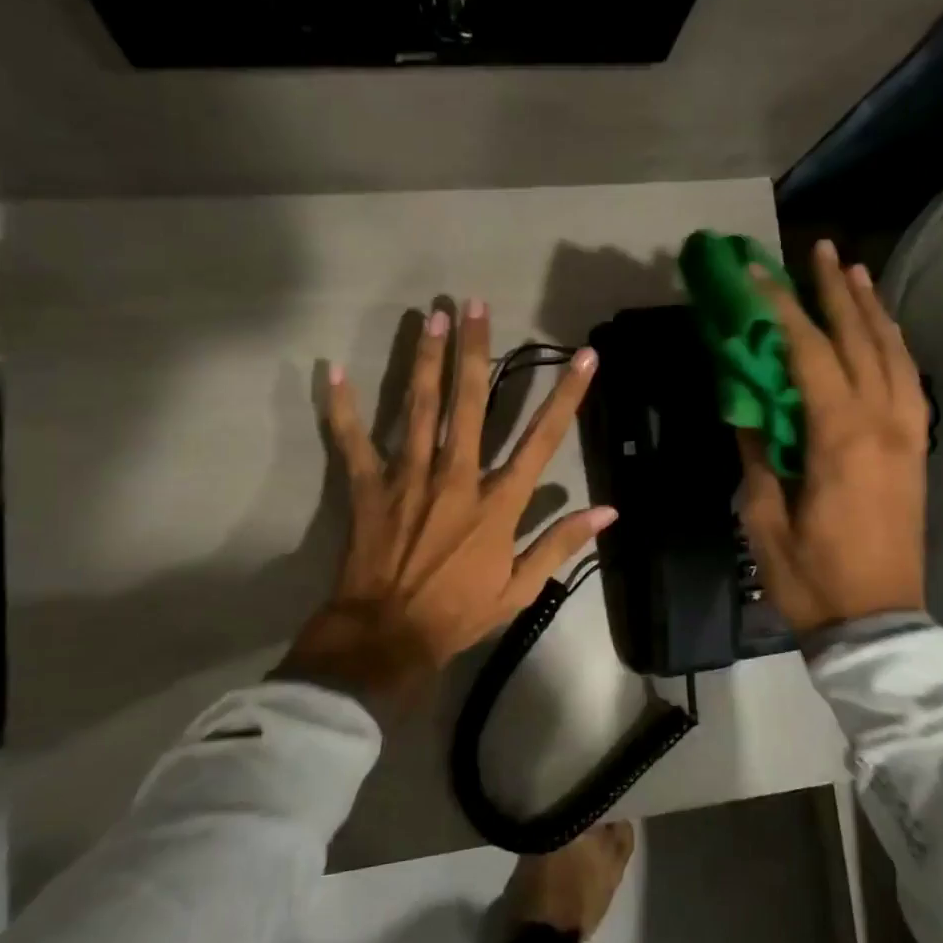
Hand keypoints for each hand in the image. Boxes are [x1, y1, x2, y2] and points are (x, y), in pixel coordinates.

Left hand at [276, 300, 615, 718]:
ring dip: (426, 359)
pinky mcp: (369, 487)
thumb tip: (608, 512)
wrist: (387, 638)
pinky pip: (353, 441)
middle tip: (475, 304)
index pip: (541, 440)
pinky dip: (343, 408)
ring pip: (420, 408)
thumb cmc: (458, 613)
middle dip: (476, 351)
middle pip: (470, 403)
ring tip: (431, 316)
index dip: (566, 396)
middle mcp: (456, 477)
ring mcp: (409, 478)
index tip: (583, 356)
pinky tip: (334, 371)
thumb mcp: (520, 589)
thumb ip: (560, 543)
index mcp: (497, 502)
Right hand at [738, 240, 928, 633]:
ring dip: (871, 310)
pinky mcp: (917, 450)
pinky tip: (880, 332)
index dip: (779, 307)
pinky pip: (908, 381)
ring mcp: (909, 435)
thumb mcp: (765, 516)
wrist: (878, 626)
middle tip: (818, 250)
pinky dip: (893, 346)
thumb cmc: (812, 576)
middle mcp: (884, 423)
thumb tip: (747, 403)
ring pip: (894, 354)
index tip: (755, 271)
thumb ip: (759, 451)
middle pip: (860, 339)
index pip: (808, 352)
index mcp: (842, 436)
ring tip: (852, 272)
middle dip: (835, 291)